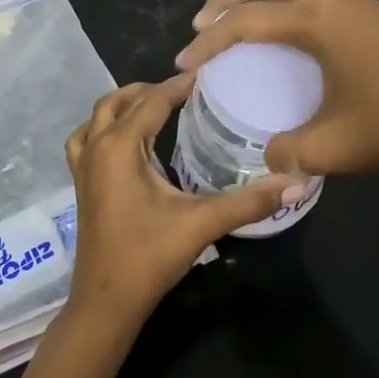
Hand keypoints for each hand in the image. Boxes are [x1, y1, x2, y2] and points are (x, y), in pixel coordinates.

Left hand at [63, 75, 294, 328]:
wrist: (106, 303)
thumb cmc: (149, 257)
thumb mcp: (201, 224)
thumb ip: (249, 201)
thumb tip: (297, 182)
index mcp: (120, 147)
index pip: (152, 101)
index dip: (179, 85)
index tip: (207, 74)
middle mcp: (97, 148)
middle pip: (119, 101)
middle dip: (150, 90)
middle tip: (185, 92)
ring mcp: (83, 167)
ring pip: (97, 117)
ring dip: (124, 105)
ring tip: (155, 108)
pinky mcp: (81, 185)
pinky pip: (86, 140)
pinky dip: (104, 129)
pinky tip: (128, 143)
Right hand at [175, 0, 378, 181]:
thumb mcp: (332, 148)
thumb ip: (287, 151)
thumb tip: (266, 157)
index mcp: (319, 22)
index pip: (247, 21)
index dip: (209, 41)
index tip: (184, 62)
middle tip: (202, 23)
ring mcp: (356, 1)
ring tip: (233, 19)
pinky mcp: (371, 12)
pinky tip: (282, 29)